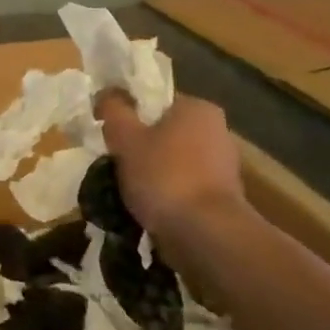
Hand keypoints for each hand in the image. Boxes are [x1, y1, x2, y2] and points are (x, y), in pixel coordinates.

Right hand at [96, 92, 246, 236]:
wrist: (206, 235)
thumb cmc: (164, 176)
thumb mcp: (125, 137)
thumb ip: (114, 110)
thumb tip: (107, 94)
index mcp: (197, 108)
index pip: (154, 101)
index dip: (127, 114)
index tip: (108, 132)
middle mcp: (217, 131)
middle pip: (163, 131)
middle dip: (138, 145)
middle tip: (113, 160)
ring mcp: (223, 166)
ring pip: (171, 160)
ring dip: (150, 171)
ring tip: (125, 188)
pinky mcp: (222, 197)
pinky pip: (182, 185)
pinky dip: (165, 192)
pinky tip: (146, 205)